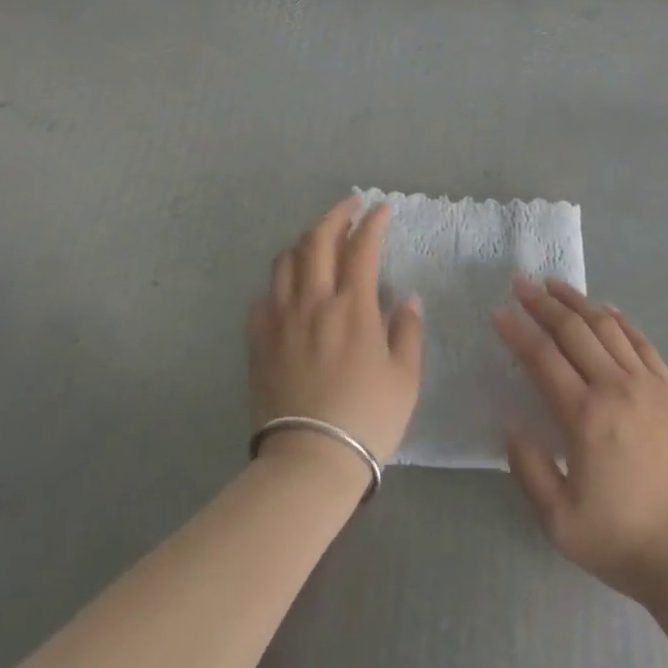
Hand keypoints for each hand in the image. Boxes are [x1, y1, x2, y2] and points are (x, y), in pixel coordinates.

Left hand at [249, 195, 424, 468]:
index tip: (382, 208)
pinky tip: (288, 288)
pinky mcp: (259, 340)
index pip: (362, 246)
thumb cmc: (366, 419)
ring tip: (318, 240)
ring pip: (286, 260)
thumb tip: (408, 299)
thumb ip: (408, 331)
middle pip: (319, 240)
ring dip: (305, 241)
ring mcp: (281, 318)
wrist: (309, 462)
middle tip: (350, 205)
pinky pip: (264, 296)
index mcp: (353, 306)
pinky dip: (279, 281)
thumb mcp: (405, 378)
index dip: (373, 221)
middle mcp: (314, 301)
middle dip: (336, 214)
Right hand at [494, 278, 667, 604]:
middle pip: (573, 330)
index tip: (499, 311)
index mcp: (585, 417)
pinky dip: (621, 320)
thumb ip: (529, 469)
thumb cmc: (621, 541)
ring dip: (578, 301)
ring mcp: (648, 385)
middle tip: (520, 283)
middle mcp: (615, 388)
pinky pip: (642, 342)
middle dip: (542, 303)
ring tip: (555, 284)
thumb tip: (512, 423)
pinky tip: (606, 309)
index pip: (543, 358)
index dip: (518, 331)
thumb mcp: (559, 522)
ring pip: (607, 327)